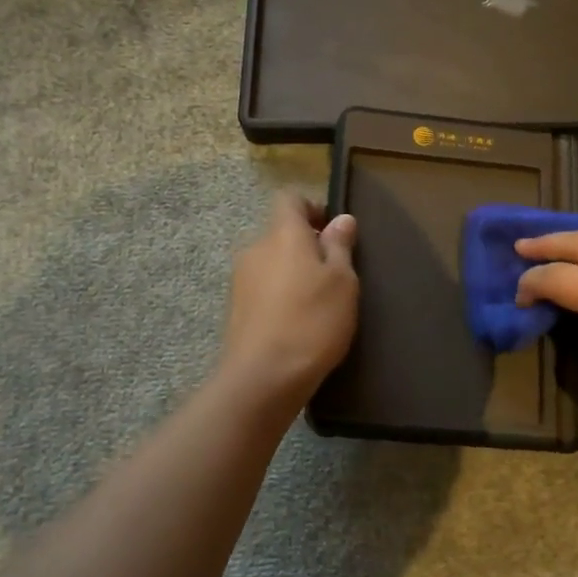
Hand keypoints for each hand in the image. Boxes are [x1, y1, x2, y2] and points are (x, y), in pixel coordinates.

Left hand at [219, 191, 358, 402]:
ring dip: (292, 272)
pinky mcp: (235, 308)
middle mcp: (255, 248)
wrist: (263, 377)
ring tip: (317, 302)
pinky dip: (280, 296)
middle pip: (280, 232)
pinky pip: (263, 288)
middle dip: (305, 245)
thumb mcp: (343, 282)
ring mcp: (240, 279)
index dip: (312, 208)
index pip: (290, 199)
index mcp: (282, 233)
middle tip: (333, 273)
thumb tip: (341, 219)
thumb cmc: (313, 321)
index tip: (334, 232)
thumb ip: (340, 246)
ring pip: (271, 262)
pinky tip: (298, 322)